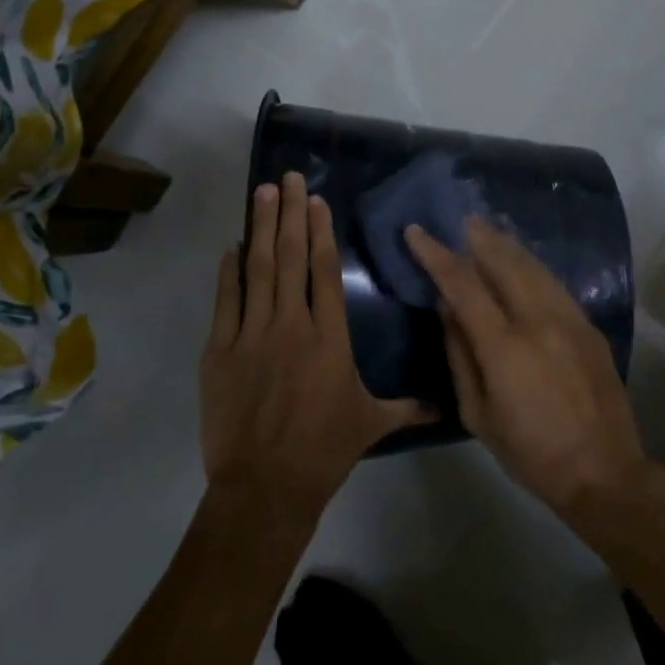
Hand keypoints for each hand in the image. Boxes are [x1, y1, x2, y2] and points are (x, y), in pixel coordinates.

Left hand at [201, 173, 428, 514]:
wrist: (265, 486)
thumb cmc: (324, 450)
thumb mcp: (371, 423)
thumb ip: (407, 406)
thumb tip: (445, 408)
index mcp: (328, 336)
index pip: (323, 271)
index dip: (319, 231)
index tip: (315, 201)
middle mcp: (291, 324)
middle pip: (289, 257)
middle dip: (288, 213)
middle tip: (287, 178)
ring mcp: (251, 335)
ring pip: (256, 269)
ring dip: (259, 228)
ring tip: (261, 193)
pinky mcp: (220, 352)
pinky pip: (225, 302)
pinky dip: (227, 272)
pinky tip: (231, 247)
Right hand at [405, 217, 648, 522]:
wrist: (604, 471)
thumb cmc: (531, 452)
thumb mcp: (478, 415)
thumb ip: (460, 355)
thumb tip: (446, 308)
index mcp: (505, 346)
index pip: (463, 284)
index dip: (436, 254)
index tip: (416, 232)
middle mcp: (539, 320)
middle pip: (504, 261)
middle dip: (477, 236)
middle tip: (458, 219)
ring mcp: (570, 319)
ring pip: (533, 266)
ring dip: (507, 244)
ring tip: (487, 229)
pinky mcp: (589, 326)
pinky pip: (554, 283)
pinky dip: (532, 265)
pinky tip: (522, 261)